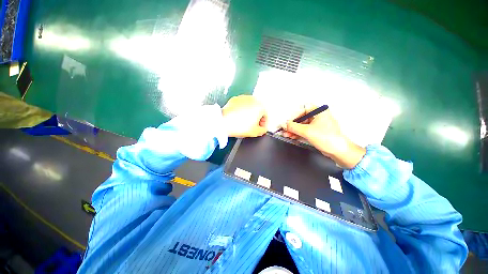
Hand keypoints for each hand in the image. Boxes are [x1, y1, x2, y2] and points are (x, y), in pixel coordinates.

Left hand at [222, 95, 266, 137]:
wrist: (224, 122)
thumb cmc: (238, 126)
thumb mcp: (255, 132)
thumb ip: (263, 130)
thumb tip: (263, 129)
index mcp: (260, 106)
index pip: (265, 116)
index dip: (263, 124)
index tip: (260, 128)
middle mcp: (253, 99)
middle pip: (258, 110)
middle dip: (256, 118)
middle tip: (252, 126)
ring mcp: (243, 98)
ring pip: (250, 107)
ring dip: (249, 114)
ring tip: (244, 122)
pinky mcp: (235, 99)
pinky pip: (242, 106)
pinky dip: (242, 110)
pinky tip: (238, 117)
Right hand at [281, 106, 365, 168]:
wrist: (338, 151)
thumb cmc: (327, 138)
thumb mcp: (307, 131)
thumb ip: (293, 127)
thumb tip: (284, 124)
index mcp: (319, 111)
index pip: (302, 110)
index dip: (293, 117)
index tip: (286, 123)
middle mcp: (318, 116)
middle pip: (301, 118)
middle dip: (292, 125)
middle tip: (284, 130)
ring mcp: (317, 124)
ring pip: (302, 125)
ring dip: (293, 130)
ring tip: (286, 134)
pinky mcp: (316, 131)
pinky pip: (304, 130)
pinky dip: (297, 133)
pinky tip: (291, 136)